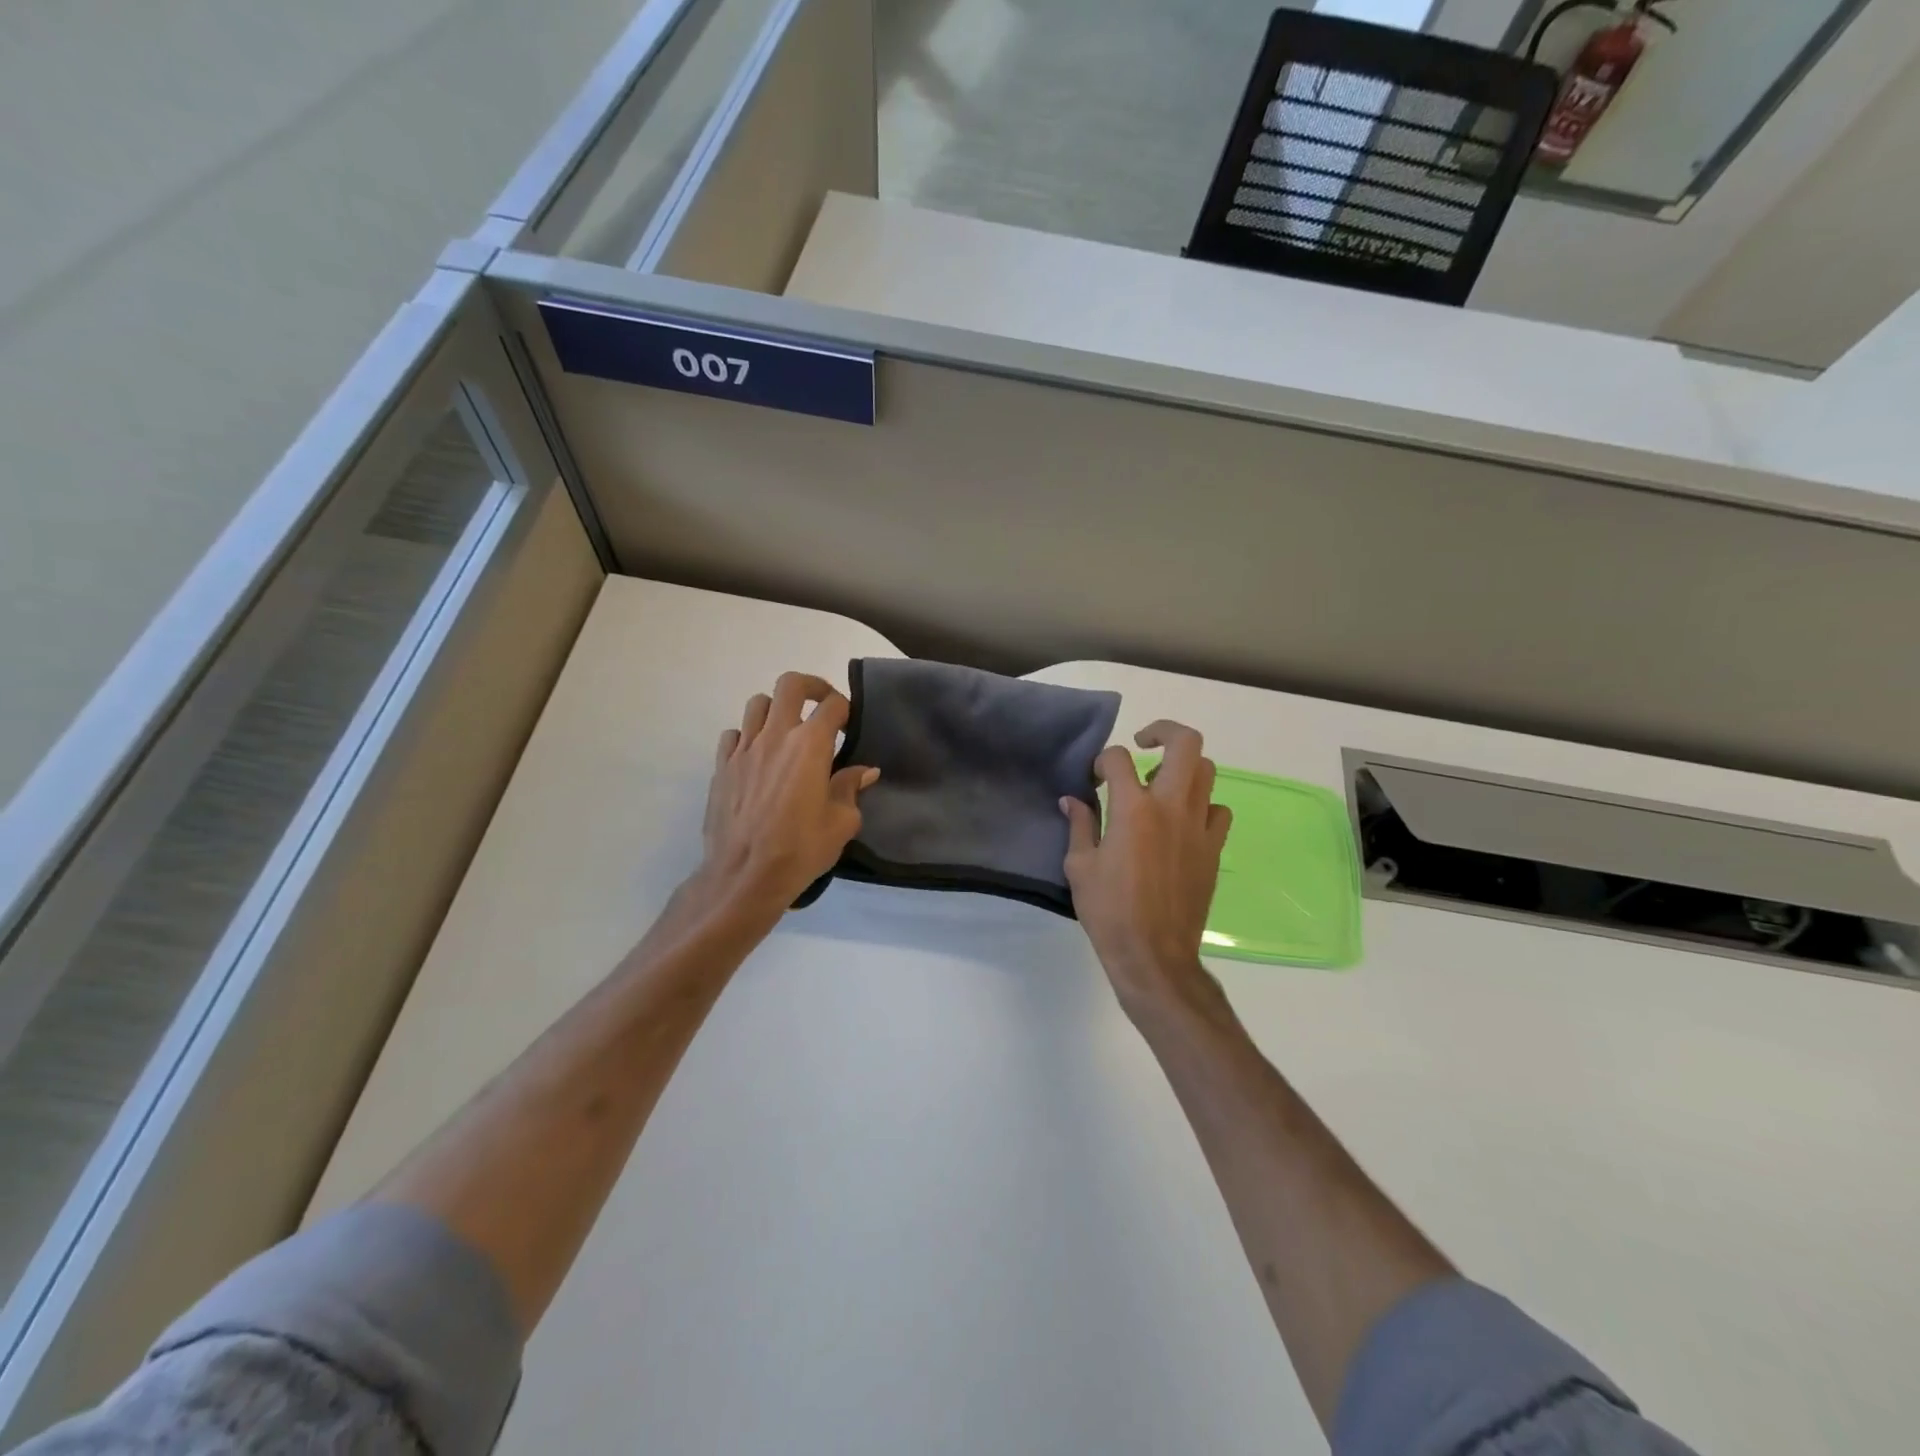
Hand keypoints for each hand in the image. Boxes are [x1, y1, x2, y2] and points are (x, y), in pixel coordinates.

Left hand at [691, 673, 878, 919]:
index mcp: (810, 745)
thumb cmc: (800, 849)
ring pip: (758, 704)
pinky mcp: (721, 766)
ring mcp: (744, 749)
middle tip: (821, 705)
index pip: (832, 705)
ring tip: (786, 731)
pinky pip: (734, 734)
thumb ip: (851, 788)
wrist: (744, 876)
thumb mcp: (841, 823)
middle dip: (811, 687)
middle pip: (790, 685)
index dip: (845, 709)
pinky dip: (748, 736)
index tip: (849, 724)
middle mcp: (775, 736)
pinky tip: (757, 758)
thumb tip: (865, 772)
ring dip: (776, 709)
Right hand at [1061, 721, 1231, 1016]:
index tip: (1094, 777)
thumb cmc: (1109, 911)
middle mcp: (1171, 807)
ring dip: (1183, 768)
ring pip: (1207, 771)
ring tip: (1161, 785)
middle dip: (1163, 731)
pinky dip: (1202, 806)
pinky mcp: (1214, 848)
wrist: (1154, 954)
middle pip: (1185, 744)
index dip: (1101, 761)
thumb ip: (1080, 825)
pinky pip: (1218, 810)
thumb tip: (1073, 800)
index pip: (1118, 759)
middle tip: (1144, 743)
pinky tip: (1183, 822)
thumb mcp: (1079, 867)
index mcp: (1133, 809)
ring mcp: (1199, 827)